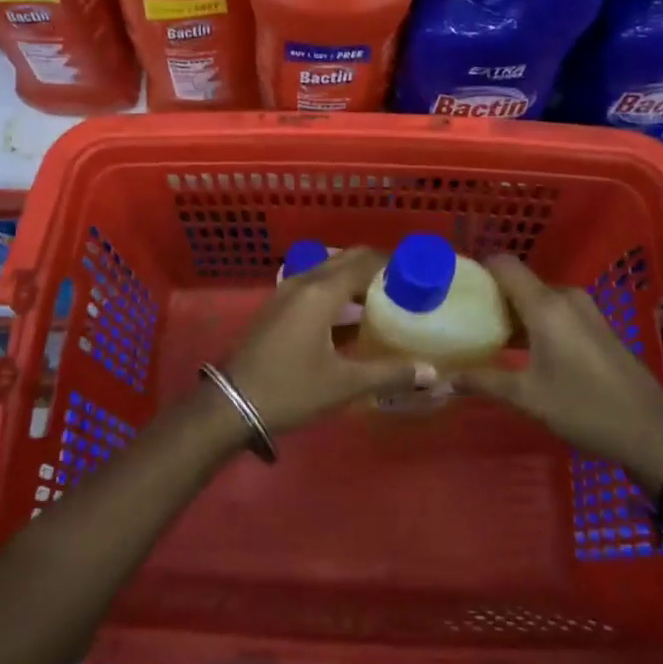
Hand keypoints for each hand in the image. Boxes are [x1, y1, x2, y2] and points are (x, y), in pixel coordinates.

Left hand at [221, 247, 429, 436]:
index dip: (395, 264)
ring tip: (384, 300)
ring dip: (356, 278)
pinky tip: (351, 316)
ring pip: (329, 270)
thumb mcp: (343, 384)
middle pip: (347, 259)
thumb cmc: (290, 390)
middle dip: (377, 267)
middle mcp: (304, 281)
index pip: (366, 262)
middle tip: (406, 287)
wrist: (231, 404)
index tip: (420, 275)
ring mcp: (286, 291)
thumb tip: (431, 372)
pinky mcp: (278, 305)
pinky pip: (315, 284)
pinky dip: (338, 289)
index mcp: (322, 291)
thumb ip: (389, 373)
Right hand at [456, 255, 662, 492]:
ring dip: (515, 312)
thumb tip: (444, 378)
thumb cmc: (584, 409)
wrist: (652, 433)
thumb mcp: (528, 397)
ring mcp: (586, 310)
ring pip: (538, 298)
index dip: (477, 268)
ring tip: (490, 336)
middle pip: (520, 282)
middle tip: (467, 319)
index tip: (455, 285)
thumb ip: (484, 382)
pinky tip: (525, 349)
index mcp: (546, 306)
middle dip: (493, 297)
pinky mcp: (597, 326)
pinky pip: (556, 310)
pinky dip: (536, 321)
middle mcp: (566, 298)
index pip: (504, 264)